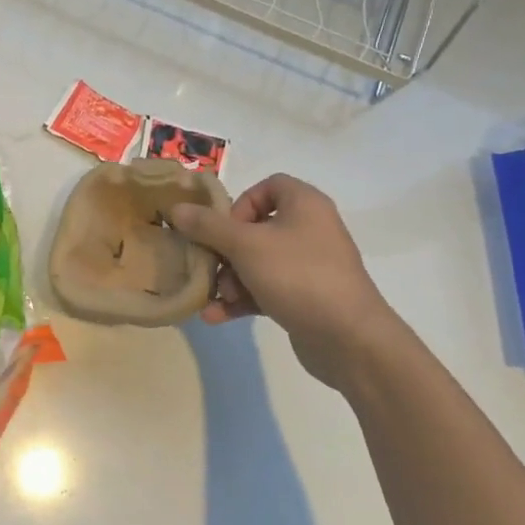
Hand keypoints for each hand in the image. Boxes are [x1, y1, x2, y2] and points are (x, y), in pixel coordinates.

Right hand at [169, 174, 406, 389]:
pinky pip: (266, 289)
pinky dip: (243, 300)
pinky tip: (216, 317)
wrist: (349, 338)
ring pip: (257, 262)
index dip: (241, 203)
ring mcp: (309, 265)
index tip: (223, 227)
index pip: (269, 186)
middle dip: (226, 250)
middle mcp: (310, 230)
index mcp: (305, 205)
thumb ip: (207, 226)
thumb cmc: (297, 276)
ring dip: (230, 279)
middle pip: (256, 228)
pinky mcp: (306, 297)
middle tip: (210, 266)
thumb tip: (176, 208)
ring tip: (218, 298)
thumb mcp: (245, 246)